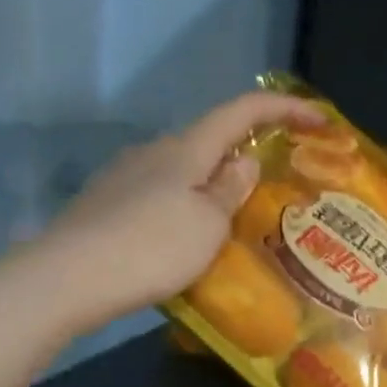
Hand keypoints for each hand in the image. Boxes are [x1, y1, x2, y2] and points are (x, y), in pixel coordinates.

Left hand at [26, 90, 324, 336]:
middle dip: (246, 152)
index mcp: (186, 149)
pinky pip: (161, 193)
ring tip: (234, 220)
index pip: (241, 111)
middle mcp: (154, 152)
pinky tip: (188, 238)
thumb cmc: (152, 247)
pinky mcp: (107, 203)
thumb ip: (230, 189)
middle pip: (210, 140)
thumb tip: (244, 160)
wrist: (67, 279)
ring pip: (184, 170)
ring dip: (214, 184)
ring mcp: (125, 176)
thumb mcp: (208, 223)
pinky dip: (187, 204)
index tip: (320, 119)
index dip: (283, 108)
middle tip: (274, 185)